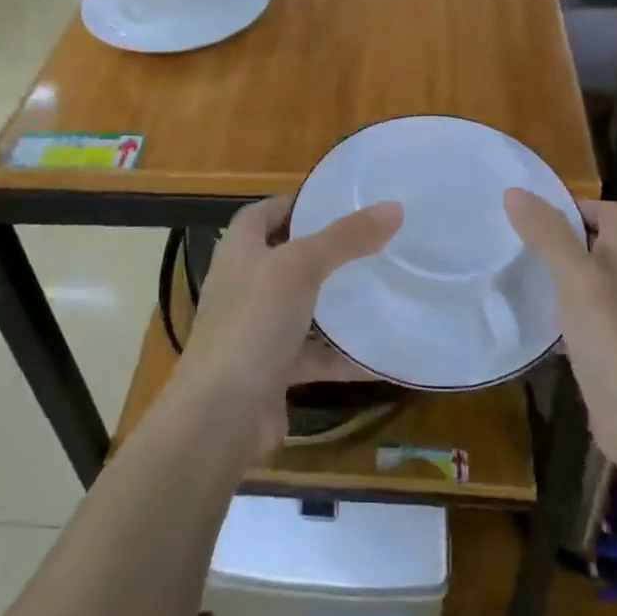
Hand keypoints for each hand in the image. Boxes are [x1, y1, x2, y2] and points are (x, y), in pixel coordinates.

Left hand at [176, 195, 401, 456]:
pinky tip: (383, 356)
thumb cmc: (253, 323)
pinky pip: (315, 356)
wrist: (222, 415)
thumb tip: (394, 207)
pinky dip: (344, 356)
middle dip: (328, 252)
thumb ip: (346, 238)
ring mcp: (257, 330)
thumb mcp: (301, 268)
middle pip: (288, 259)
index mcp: (240, 250)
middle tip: (374, 243)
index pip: (265, 213)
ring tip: (385, 289)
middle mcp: (245, 286)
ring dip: (338, 305)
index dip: (297, 203)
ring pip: (305, 309)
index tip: (340, 200)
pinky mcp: (273, 370)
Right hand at [504, 191, 616, 468]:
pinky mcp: (605, 356)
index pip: (614, 215)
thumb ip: (549, 235)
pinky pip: (577, 323)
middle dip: (558, 239)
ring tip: (512, 274)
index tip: (536, 214)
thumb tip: (514, 192)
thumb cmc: (615, 343)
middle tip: (514, 240)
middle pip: (596, 248)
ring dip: (554, 277)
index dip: (580, 206)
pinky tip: (528, 324)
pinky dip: (554, 317)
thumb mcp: (578, 280)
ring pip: (584, 286)